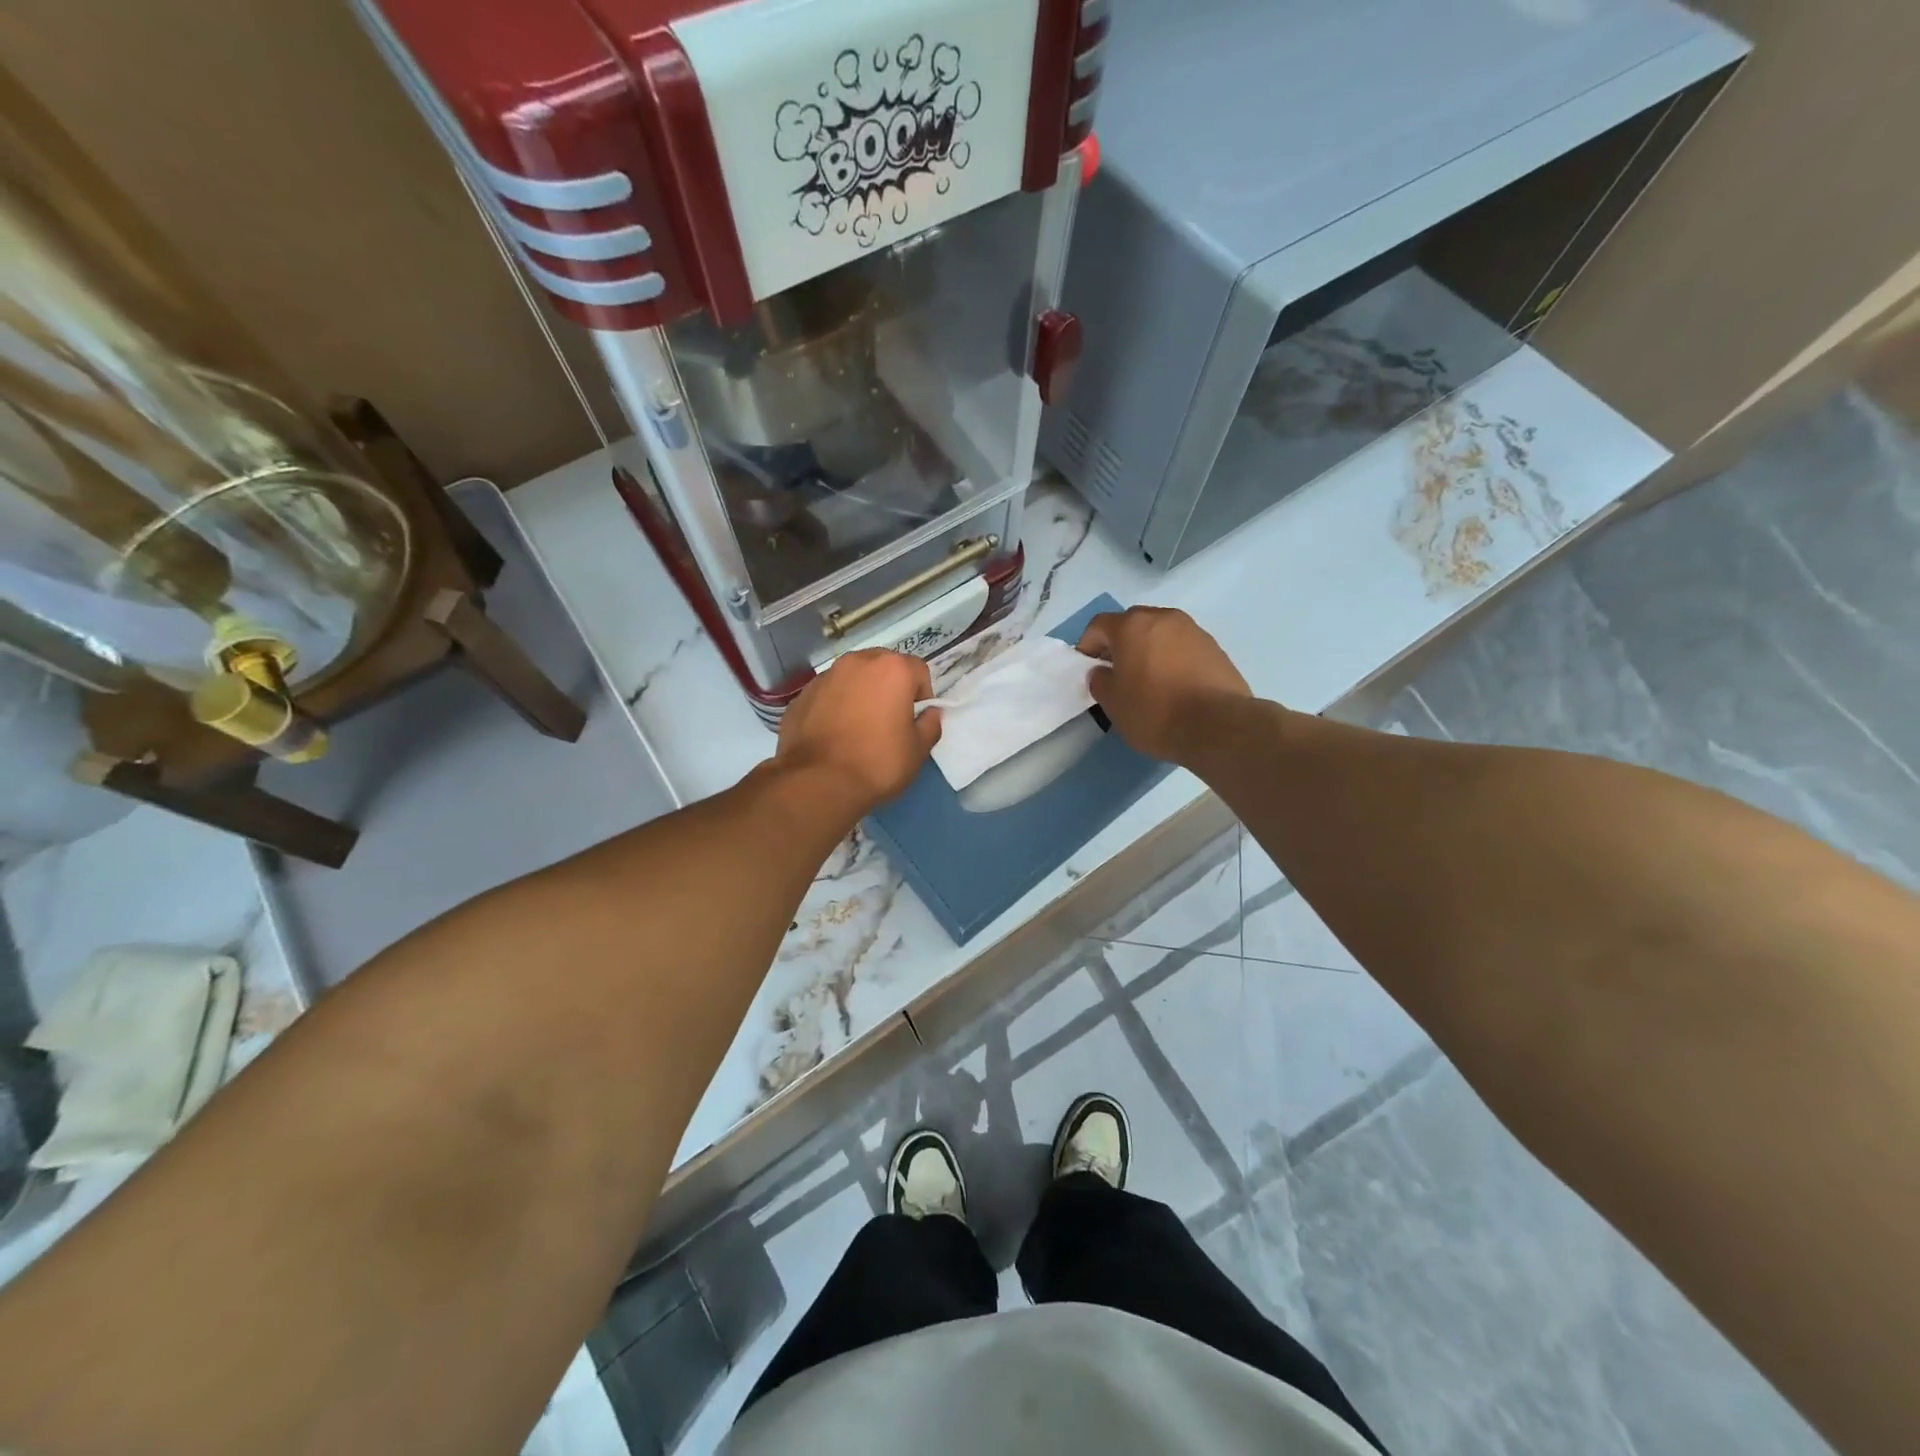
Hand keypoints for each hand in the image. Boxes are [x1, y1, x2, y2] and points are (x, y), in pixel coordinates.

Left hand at [774, 650, 940, 813]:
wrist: (817, 781)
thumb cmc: (877, 763)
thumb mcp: (917, 751)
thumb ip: (930, 725)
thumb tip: (930, 713)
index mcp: (892, 669)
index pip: (918, 670)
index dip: (922, 695)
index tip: (914, 720)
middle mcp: (858, 662)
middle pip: (883, 666)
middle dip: (890, 687)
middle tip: (888, 720)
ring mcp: (826, 676)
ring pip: (853, 678)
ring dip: (861, 693)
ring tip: (858, 727)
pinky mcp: (802, 694)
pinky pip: (829, 693)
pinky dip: (835, 705)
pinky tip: (834, 733)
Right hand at [1078, 606, 1251, 763]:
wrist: (1217, 726)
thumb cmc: (1155, 712)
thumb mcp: (1113, 704)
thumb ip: (1100, 682)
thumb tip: (1101, 672)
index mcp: (1132, 626)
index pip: (1099, 625)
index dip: (1088, 645)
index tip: (1088, 668)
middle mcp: (1163, 618)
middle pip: (1132, 624)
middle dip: (1120, 644)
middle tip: (1117, 672)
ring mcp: (1193, 631)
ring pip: (1160, 634)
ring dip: (1148, 650)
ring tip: (1148, 681)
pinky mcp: (1215, 648)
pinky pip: (1183, 647)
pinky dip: (1172, 659)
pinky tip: (1174, 687)